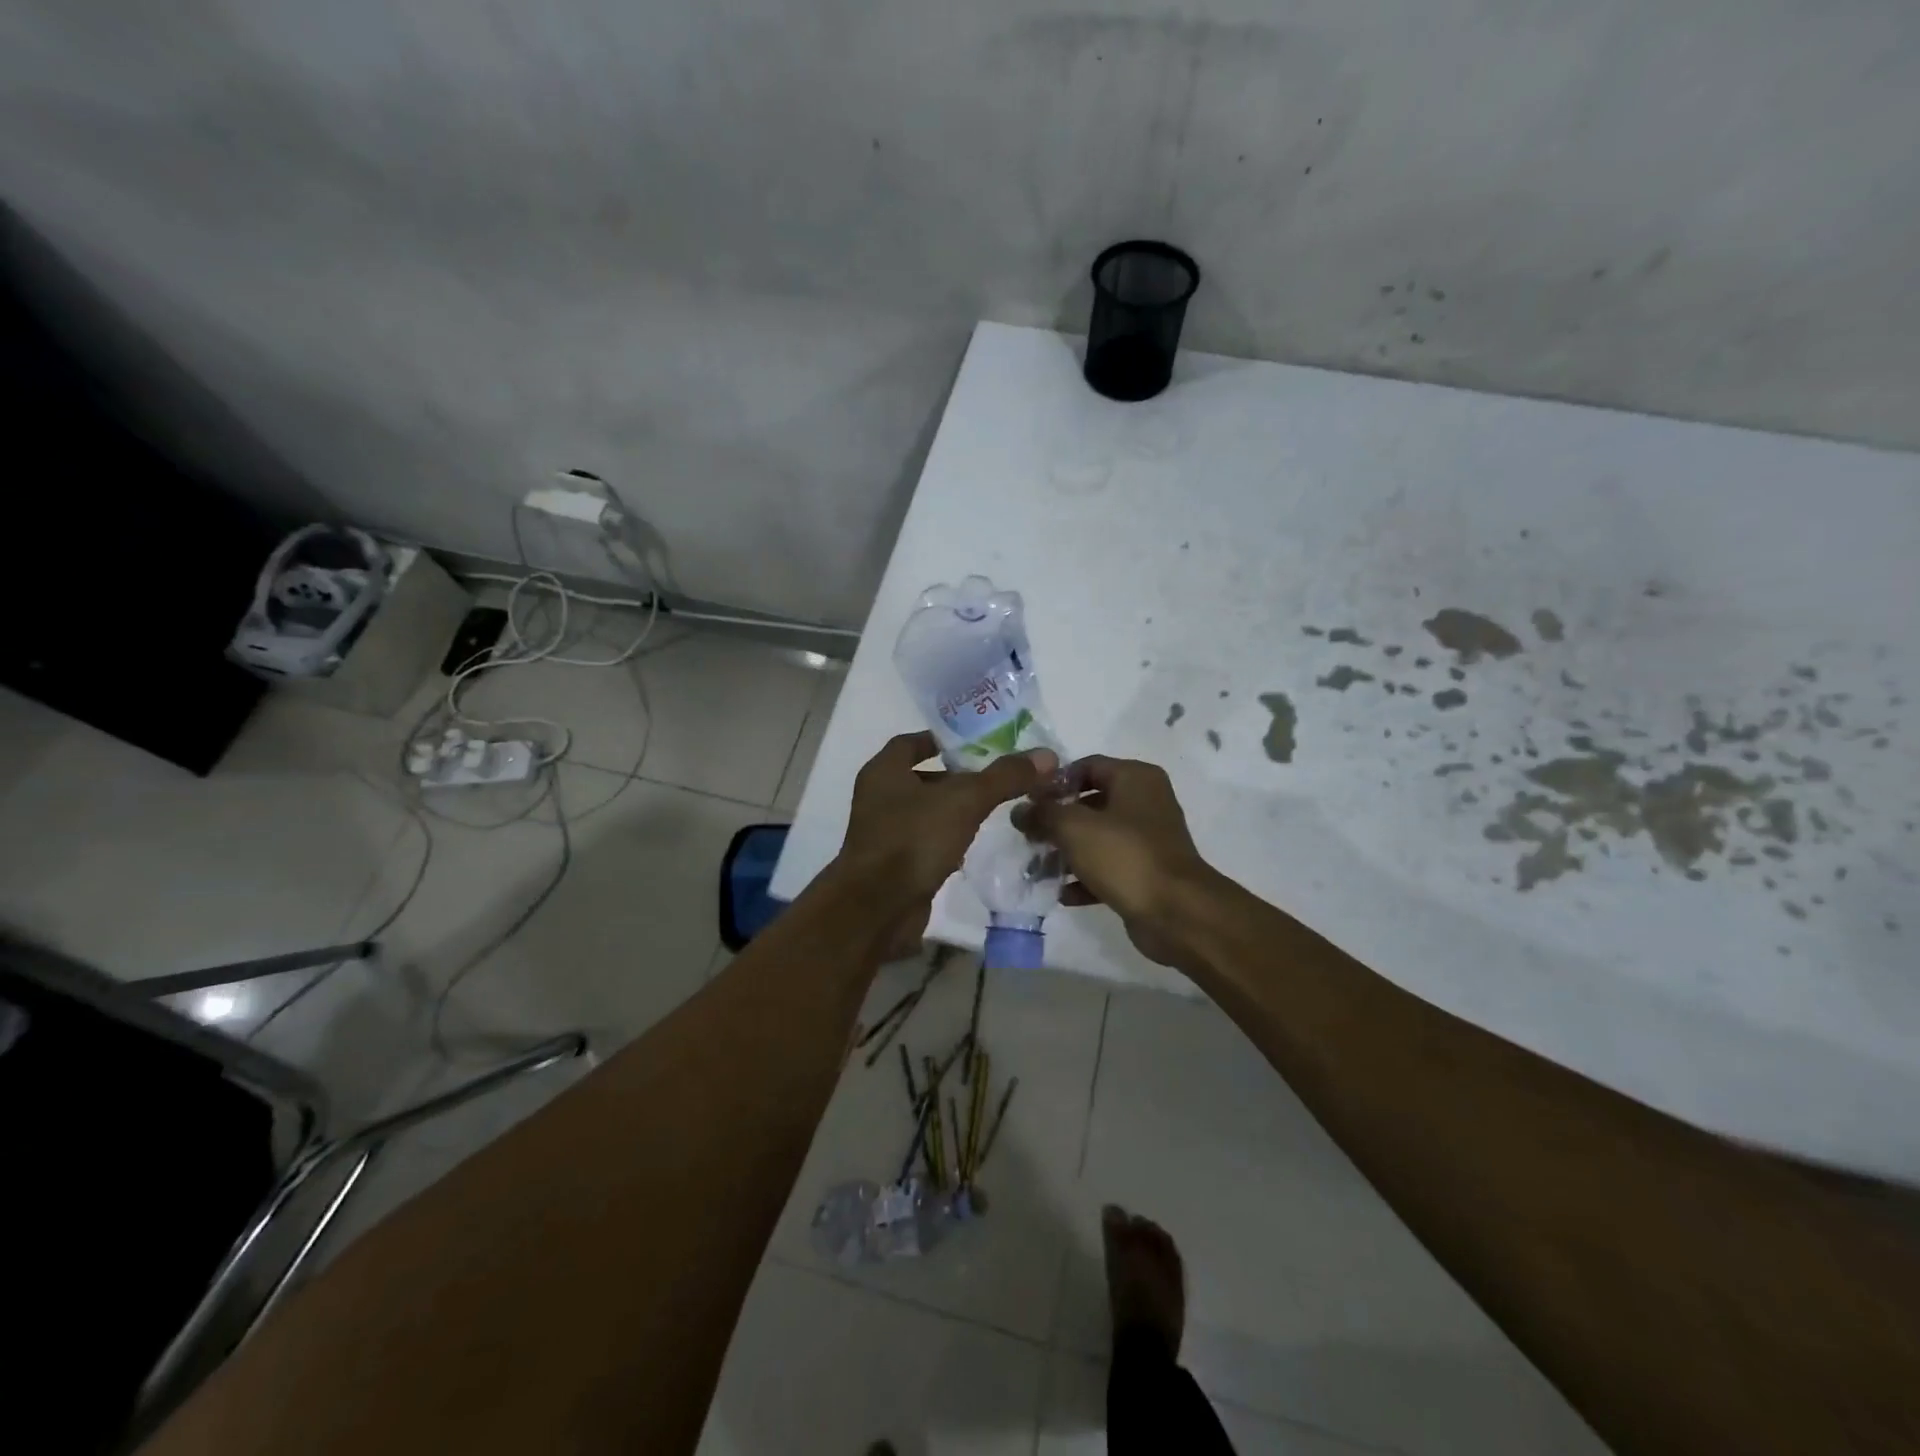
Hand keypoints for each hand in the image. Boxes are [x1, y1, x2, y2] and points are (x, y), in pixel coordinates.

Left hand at [834, 731, 1057, 950]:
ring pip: (925, 812)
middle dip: (955, 776)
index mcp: (884, 772)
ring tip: (992, 807)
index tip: (976, 742)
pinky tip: (974, 844)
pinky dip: (947, 839)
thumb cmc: (913, 839)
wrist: (878, 909)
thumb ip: (1004, 777)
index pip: (911, 742)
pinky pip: (924, 842)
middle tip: (995, 775)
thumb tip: (1046, 756)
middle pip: (921, 777)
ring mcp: (883, 833)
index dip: (942, 739)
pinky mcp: (894, 865)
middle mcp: (878, 798)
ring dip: (953, 809)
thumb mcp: (964, 801)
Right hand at [1018, 755, 1216, 967]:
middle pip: (1089, 802)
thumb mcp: (1074, 827)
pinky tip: (1062, 893)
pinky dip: (1085, 877)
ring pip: (1097, 837)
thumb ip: (1042, 813)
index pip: (1086, 766)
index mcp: (1135, 778)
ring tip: (1039, 868)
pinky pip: (1108, 867)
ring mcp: (1147, 839)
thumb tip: (1019, 811)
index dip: (1054, 782)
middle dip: (1056, 821)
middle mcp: (1145, 802)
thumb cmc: (1125, 856)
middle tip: (1029, 837)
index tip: (1027, 803)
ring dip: (1067, 852)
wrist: (1176, 913)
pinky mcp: (1146, 872)